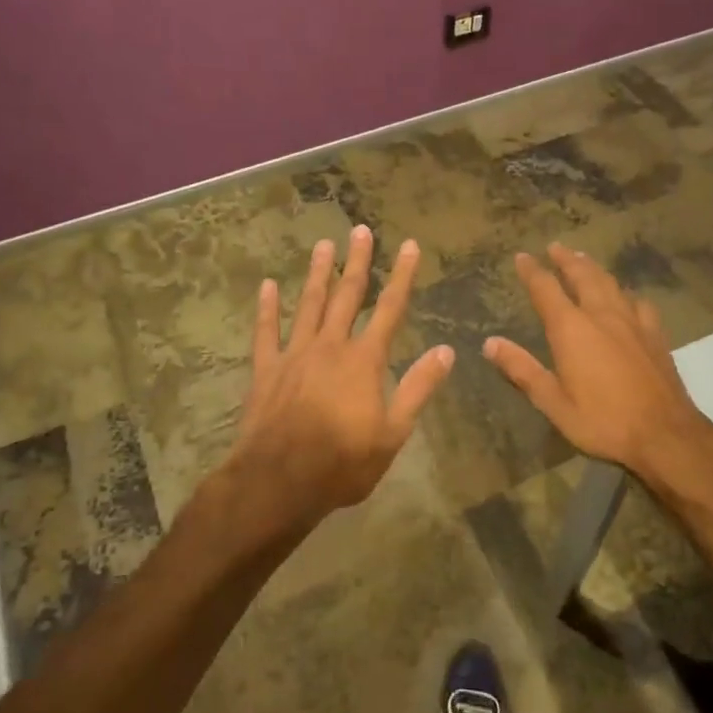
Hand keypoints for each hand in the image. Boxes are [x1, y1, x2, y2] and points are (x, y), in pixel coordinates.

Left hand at [230, 225, 454, 529]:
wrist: (279, 482)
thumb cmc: (342, 463)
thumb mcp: (393, 433)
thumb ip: (418, 388)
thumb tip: (446, 351)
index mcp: (364, 360)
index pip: (390, 309)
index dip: (402, 276)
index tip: (409, 245)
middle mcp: (330, 346)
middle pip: (347, 296)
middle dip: (358, 262)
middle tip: (360, 230)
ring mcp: (295, 354)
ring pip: (309, 304)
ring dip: (318, 274)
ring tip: (324, 245)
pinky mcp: (266, 369)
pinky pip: (266, 332)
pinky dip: (267, 308)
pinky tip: (268, 285)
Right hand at [484, 243, 712, 494]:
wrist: (665, 434)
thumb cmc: (603, 421)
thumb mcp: (553, 402)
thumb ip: (522, 370)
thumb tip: (490, 343)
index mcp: (572, 329)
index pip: (546, 289)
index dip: (532, 271)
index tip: (522, 257)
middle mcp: (602, 315)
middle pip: (582, 276)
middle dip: (566, 260)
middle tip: (555, 247)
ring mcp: (633, 322)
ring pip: (610, 283)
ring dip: (593, 268)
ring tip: (584, 260)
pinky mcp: (655, 334)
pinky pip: (638, 302)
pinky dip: (625, 292)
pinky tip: (627, 296)